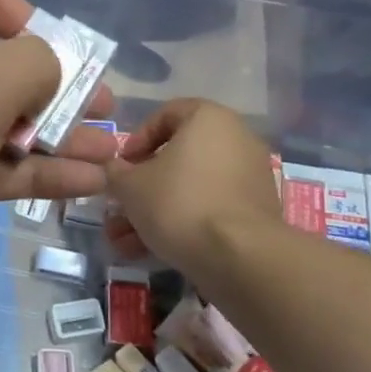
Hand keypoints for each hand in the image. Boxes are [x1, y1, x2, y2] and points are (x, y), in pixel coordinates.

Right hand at [105, 99, 281, 275]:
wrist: (240, 257)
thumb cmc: (179, 202)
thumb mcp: (129, 185)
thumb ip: (116, 172)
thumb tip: (116, 171)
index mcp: (209, 119)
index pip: (165, 114)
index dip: (136, 140)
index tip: (121, 166)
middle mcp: (235, 140)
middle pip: (176, 158)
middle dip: (141, 187)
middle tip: (118, 208)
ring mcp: (248, 178)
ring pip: (189, 189)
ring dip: (154, 212)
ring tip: (123, 242)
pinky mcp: (254, 213)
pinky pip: (208, 209)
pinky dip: (181, 224)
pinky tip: (150, 251)